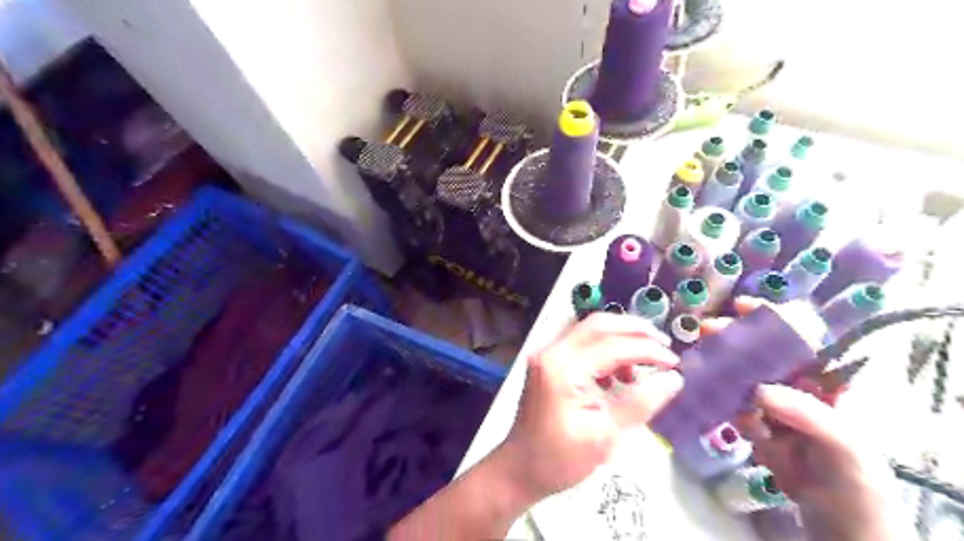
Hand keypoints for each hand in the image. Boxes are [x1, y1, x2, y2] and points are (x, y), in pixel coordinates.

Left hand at [497, 312, 684, 502]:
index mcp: (563, 368)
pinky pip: (581, 343)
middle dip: (635, 330)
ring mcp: (547, 354)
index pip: (613, 345)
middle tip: (664, 346)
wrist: (519, 469)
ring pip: (590, 330)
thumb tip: (674, 379)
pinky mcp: (548, 362)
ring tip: (644, 364)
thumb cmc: (560, 459)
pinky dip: (604, 349)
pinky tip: (618, 374)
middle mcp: (552, 351)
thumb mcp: (605, 435)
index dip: (648, 350)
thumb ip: (640, 403)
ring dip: (620, 338)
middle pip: (599, 324)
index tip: (675, 363)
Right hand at [707, 297, 899, 539]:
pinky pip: (732, 407)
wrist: (837, 527)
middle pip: (764, 355)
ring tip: (697, 360)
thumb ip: (808, 415)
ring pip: (743, 378)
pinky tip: (707, 399)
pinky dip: (719, 402)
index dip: (774, 320)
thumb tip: (760, 390)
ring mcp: (772, 408)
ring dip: (720, 368)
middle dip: (736, 339)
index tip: (744, 307)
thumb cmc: (856, 483)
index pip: (802, 342)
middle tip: (707, 329)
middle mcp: (797, 389)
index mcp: (829, 385)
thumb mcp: (845, 448)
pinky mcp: (753, 427)